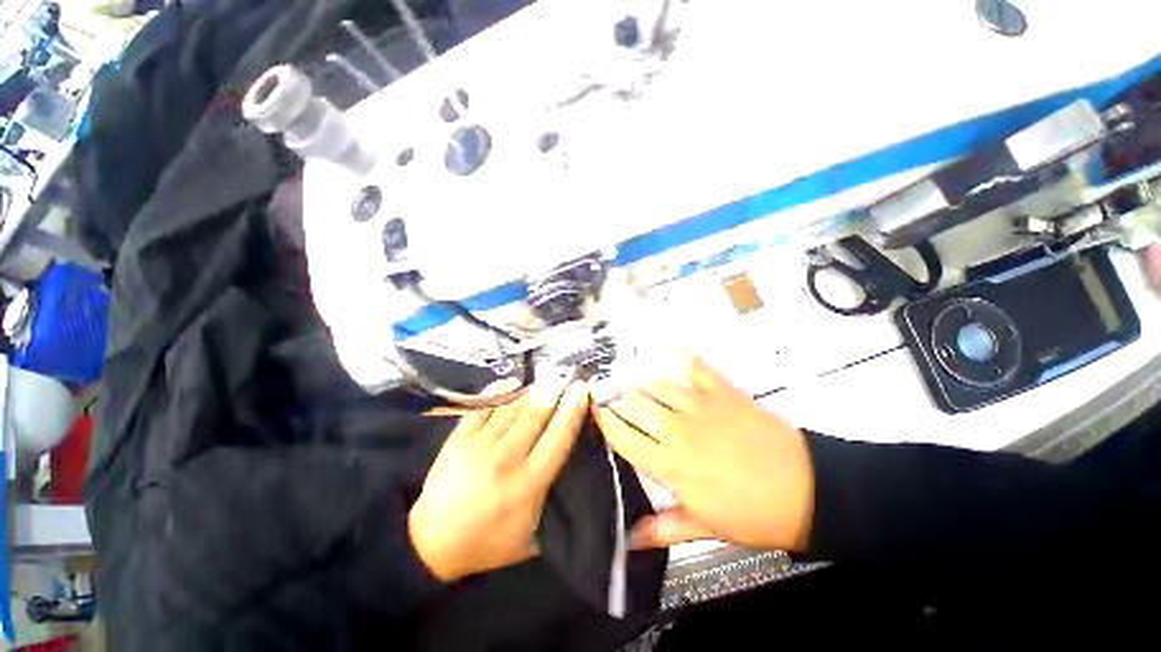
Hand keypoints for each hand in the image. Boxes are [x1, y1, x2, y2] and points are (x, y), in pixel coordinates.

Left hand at [409, 378, 589, 582]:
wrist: (432, 543)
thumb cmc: (488, 541)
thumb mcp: (531, 537)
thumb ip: (554, 505)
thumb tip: (575, 473)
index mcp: (529, 483)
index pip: (558, 438)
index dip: (572, 411)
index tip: (582, 390)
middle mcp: (507, 458)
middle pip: (535, 415)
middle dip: (554, 391)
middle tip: (565, 375)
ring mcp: (480, 445)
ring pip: (512, 407)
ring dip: (531, 389)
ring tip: (545, 377)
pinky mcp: (459, 438)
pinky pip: (483, 406)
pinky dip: (499, 391)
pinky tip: (511, 382)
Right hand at [594, 353, 814, 550]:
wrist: (807, 490)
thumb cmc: (753, 514)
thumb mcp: (706, 528)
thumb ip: (664, 529)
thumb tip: (629, 540)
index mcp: (670, 464)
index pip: (623, 436)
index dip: (604, 421)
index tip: (594, 411)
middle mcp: (677, 429)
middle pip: (633, 403)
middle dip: (616, 398)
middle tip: (610, 396)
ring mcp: (700, 405)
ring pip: (656, 383)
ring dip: (640, 381)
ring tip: (633, 382)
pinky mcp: (722, 391)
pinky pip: (696, 366)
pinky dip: (682, 356)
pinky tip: (671, 351)